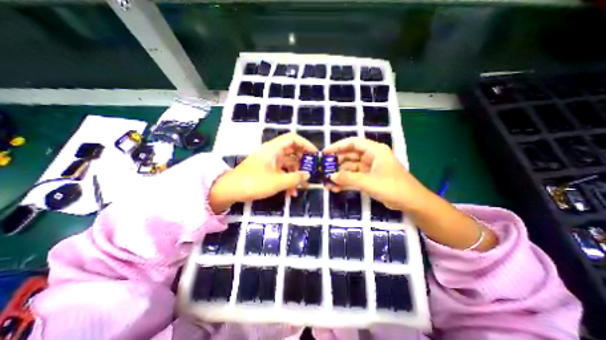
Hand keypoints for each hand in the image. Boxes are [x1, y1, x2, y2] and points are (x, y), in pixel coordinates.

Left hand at [210, 132, 316, 212]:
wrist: (230, 190)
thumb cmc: (254, 183)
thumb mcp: (278, 182)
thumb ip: (295, 178)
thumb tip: (308, 174)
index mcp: (274, 149)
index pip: (293, 138)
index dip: (306, 144)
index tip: (315, 155)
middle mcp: (273, 152)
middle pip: (292, 151)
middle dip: (303, 162)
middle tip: (311, 171)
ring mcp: (270, 161)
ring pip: (288, 164)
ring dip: (296, 175)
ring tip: (303, 187)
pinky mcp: (267, 170)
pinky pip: (281, 171)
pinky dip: (287, 179)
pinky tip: (291, 192)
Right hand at [325, 136, 432, 211]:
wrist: (412, 203)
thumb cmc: (394, 187)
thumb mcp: (369, 182)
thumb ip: (349, 178)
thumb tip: (331, 176)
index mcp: (375, 151)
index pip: (353, 143)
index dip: (338, 146)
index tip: (325, 153)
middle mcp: (371, 157)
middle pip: (349, 156)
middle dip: (336, 163)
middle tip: (323, 170)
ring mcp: (369, 168)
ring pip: (350, 168)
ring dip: (340, 175)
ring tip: (327, 183)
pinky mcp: (369, 178)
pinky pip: (354, 177)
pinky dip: (345, 182)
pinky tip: (335, 188)